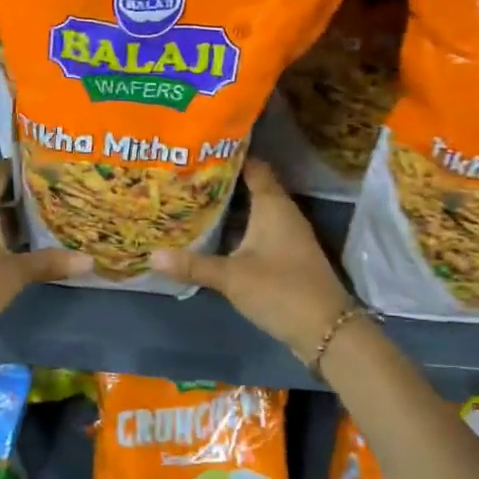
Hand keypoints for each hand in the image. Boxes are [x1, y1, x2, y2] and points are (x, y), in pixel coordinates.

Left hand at [0, 162, 92, 348]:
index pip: (0, 172)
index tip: (49, 174)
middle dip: (18, 200)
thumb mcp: (14, 275)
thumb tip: (88, 261)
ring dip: (1, 220)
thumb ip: (49, 262)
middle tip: (50, 206)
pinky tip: (5, 251)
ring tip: (34, 230)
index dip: (24, 170)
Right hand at [149, 160, 354, 363]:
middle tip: (186, 176)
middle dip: (221, 182)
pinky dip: (236, 229)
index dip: (230, 155)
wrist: (326, 330)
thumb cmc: (281, 290)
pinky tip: (212, 235)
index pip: (253, 166)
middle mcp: (282, 213)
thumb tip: (151, 255)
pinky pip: (256, 232)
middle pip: (251, 187)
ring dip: (228, 208)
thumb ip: (193, 265)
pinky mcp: (285, 256)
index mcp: (273, 205)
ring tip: (191, 201)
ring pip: (253, 211)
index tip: (200, 149)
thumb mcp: (232, 277)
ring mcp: (286, 236)